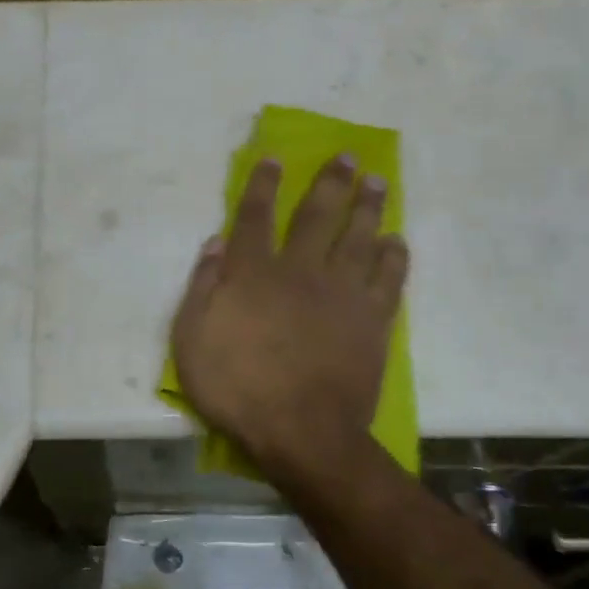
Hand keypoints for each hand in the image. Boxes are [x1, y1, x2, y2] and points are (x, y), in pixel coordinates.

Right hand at [170, 156, 408, 488]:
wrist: (301, 432)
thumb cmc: (237, 387)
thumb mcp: (191, 339)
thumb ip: (202, 286)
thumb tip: (216, 242)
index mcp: (254, 273)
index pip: (256, 216)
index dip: (263, 184)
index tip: (275, 158)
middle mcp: (301, 270)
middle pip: (317, 215)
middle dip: (330, 181)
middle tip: (348, 156)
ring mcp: (342, 294)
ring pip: (358, 237)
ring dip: (368, 206)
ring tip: (377, 181)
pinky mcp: (372, 320)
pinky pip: (388, 278)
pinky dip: (394, 256)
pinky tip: (397, 240)